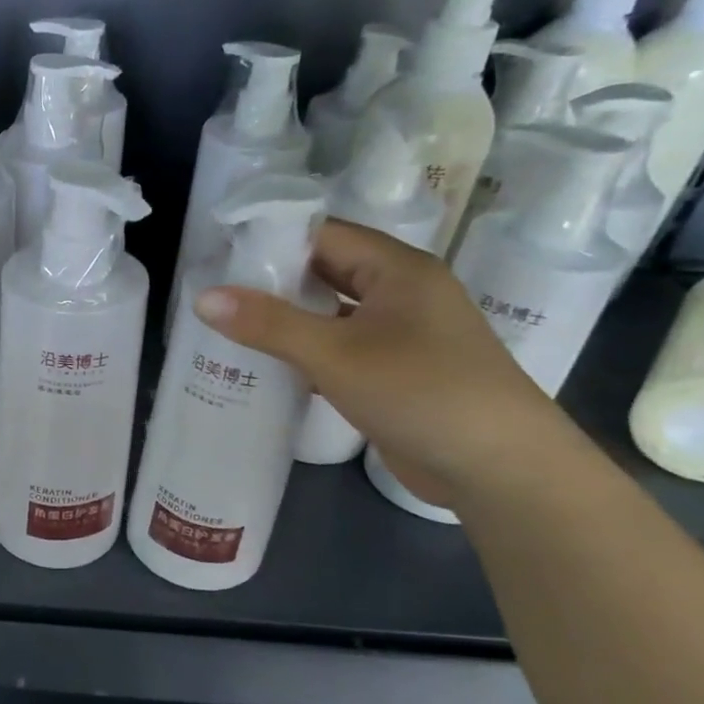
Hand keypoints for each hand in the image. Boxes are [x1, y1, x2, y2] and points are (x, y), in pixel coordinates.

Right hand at [194, 220, 576, 507]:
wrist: (499, 468)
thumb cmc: (420, 391)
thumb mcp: (335, 353)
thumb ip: (268, 324)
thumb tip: (203, 298)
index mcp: (398, 269)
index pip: (325, 235)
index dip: (272, 241)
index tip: (221, 256)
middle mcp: (402, 293)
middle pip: (329, 272)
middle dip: (275, 283)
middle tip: (217, 294)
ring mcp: (403, 335)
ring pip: (334, 314)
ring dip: (290, 321)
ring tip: (231, 327)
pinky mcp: (398, 373)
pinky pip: (343, 349)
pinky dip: (309, 353)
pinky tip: (270, 367)